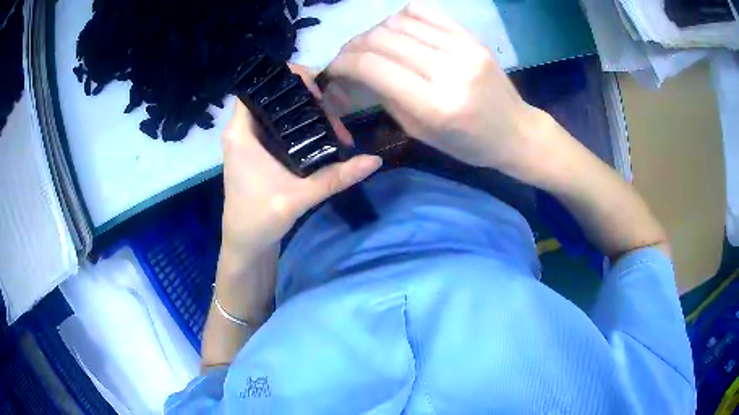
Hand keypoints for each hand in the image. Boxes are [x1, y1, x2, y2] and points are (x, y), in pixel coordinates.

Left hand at [220, 66, 382, 262]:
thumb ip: (335, 178)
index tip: (316, 92)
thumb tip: (374, 160)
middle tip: (332, 114)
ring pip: (277, 110)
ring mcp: (248, 140)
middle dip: (305, 98)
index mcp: (241, 133)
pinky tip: (321, 134)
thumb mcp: (299, 197)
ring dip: (304, 112)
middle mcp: (241, 130)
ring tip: (333, 126)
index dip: (286, 79)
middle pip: (273, 96)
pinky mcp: (256, 150)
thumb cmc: (259, 219)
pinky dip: (299, 124)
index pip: (258, 86)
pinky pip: (277, 124)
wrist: (245, 244)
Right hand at [324, 2, 554, 181]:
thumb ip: (385, 97)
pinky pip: (425, 12)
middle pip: (382, 39)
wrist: (516, 132)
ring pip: (399, 22)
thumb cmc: (467, 144)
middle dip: (354, 46)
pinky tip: (398, 32)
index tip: (334, 68)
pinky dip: (401, 18)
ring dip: (375, 31)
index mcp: (435, 105)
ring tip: (373, 46)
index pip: (373, 67)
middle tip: (349, 57)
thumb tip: (356, 71)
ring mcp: (464, 48)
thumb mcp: (420, 132)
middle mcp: (448, 69)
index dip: (343, 62)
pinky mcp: (472, 37)